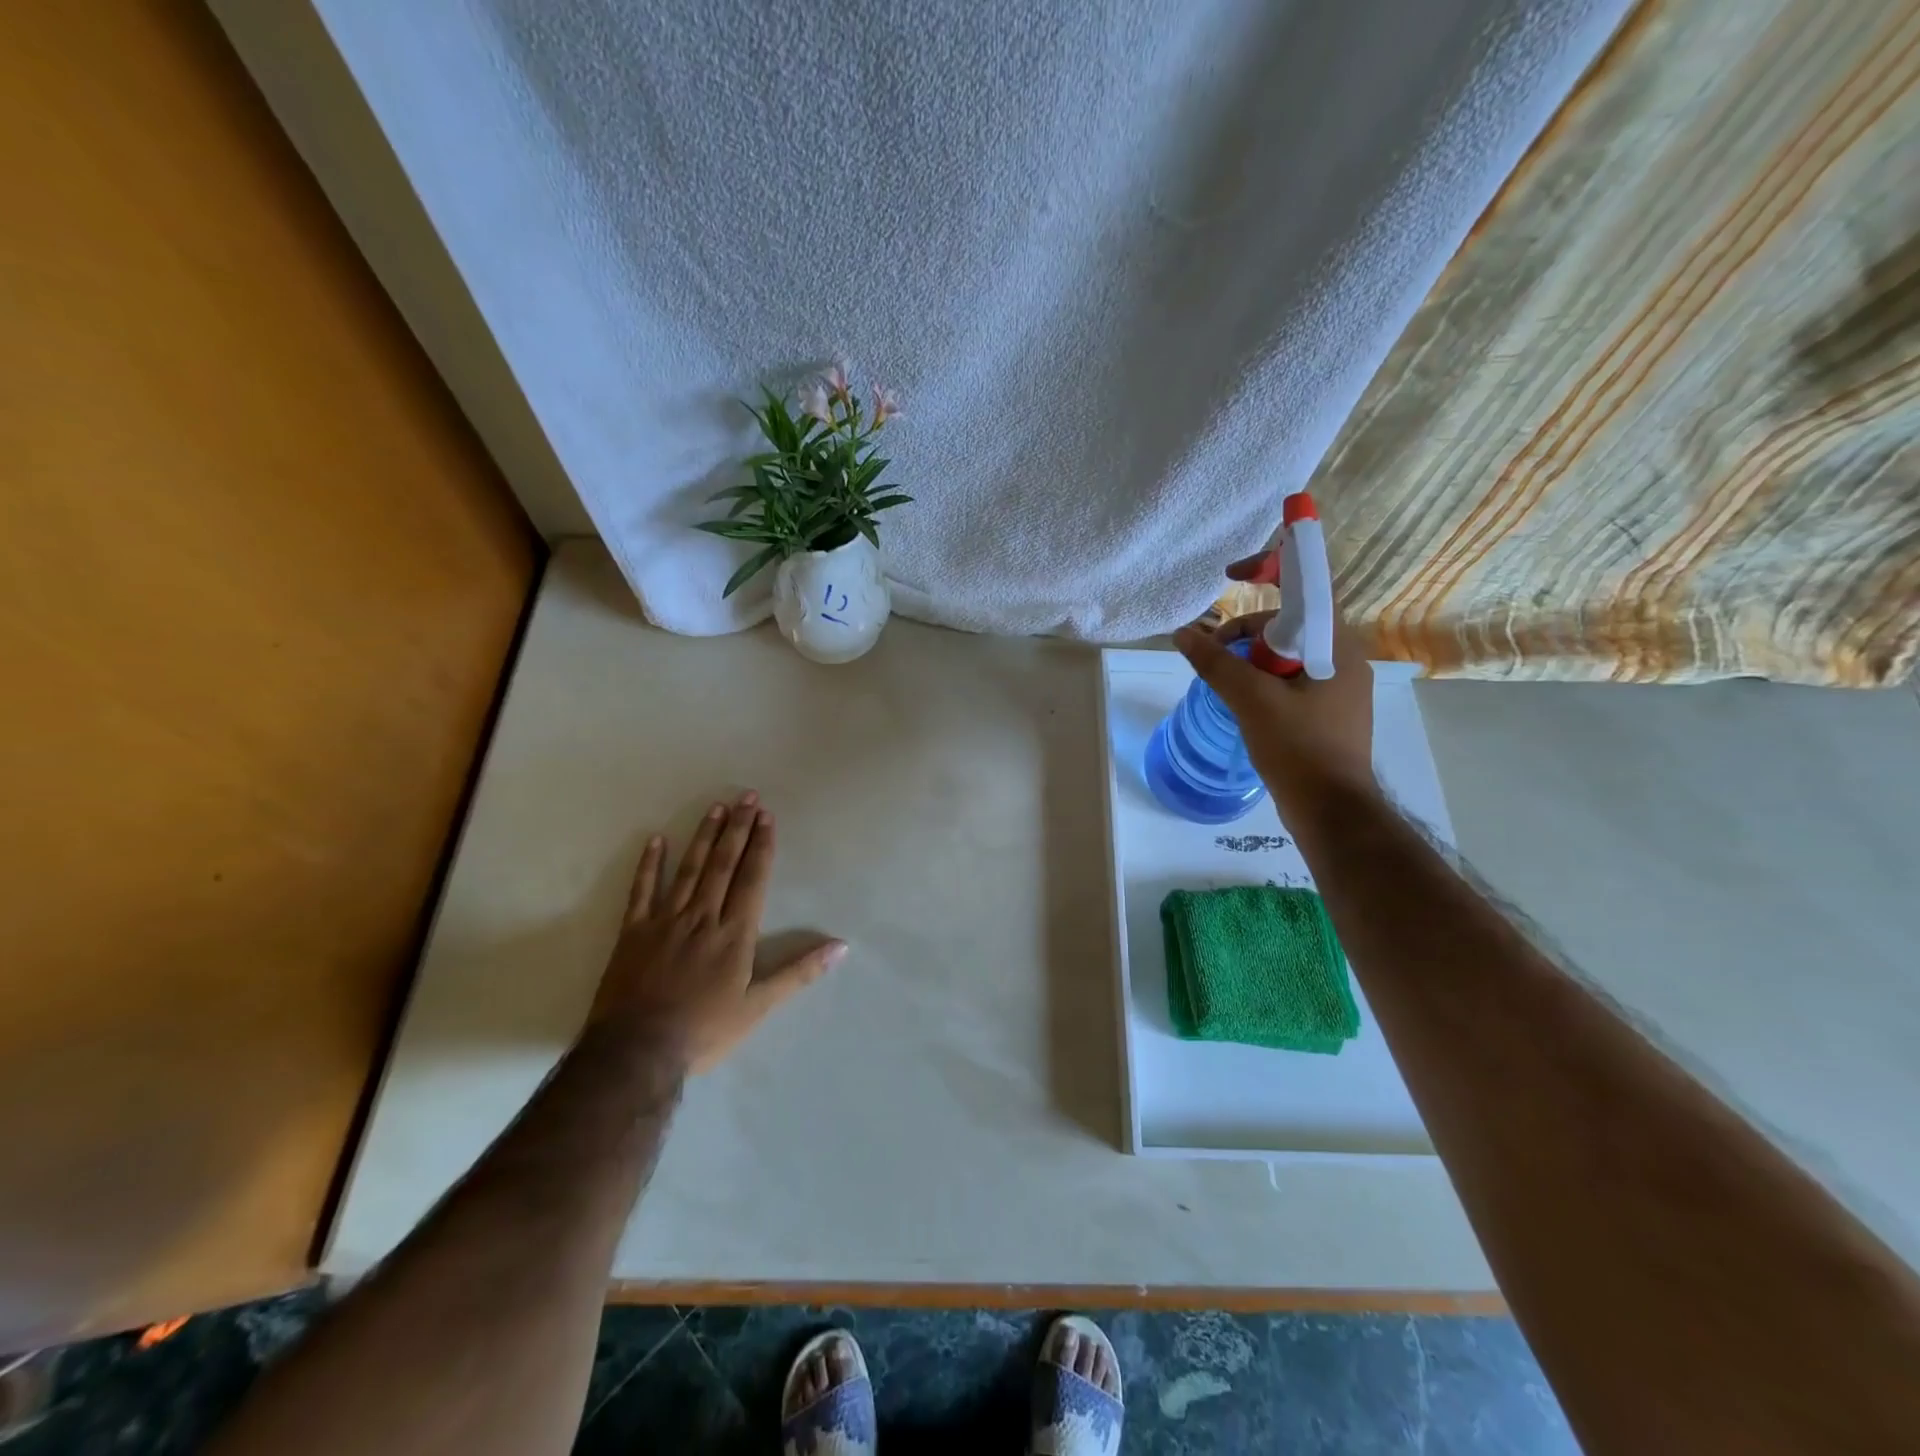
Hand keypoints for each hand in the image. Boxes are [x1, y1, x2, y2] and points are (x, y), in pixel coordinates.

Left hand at [590, 791, 844, 1072]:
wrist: (637, 1052)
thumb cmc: (704, 1030)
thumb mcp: (759, 1007)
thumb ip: (799, 972)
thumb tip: (841, 947)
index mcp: (734, 933)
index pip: (752, 878)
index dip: (761, 846)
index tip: (766, 816)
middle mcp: (702, 916)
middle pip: (723, 864)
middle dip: (738, 828)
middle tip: (746, 796)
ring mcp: (665, 920)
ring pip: (689, 869)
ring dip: (704, 836)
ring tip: (716, 808)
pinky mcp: (633, 932)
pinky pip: (641, 891)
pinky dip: (649, 864)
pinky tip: (656, 840)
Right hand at [1172, 553, 1379, 814]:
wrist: (1333, 811)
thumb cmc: (1299, 749)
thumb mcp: (1252, 701)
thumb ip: (1216, 663)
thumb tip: (1182, 634)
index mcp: (1336, 646)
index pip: (1307, 587)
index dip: (1270, 568)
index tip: (1232, 574)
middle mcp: (1343, 659)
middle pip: (1289, 624)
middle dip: (1247, 633)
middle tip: (1215, 657)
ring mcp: (1337, 688)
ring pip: (1286, 655)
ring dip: (1250, 661)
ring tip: (1224, 687)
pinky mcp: (1327, 713)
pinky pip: (1290, 681)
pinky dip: (1262, 683)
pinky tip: (1243, 706)